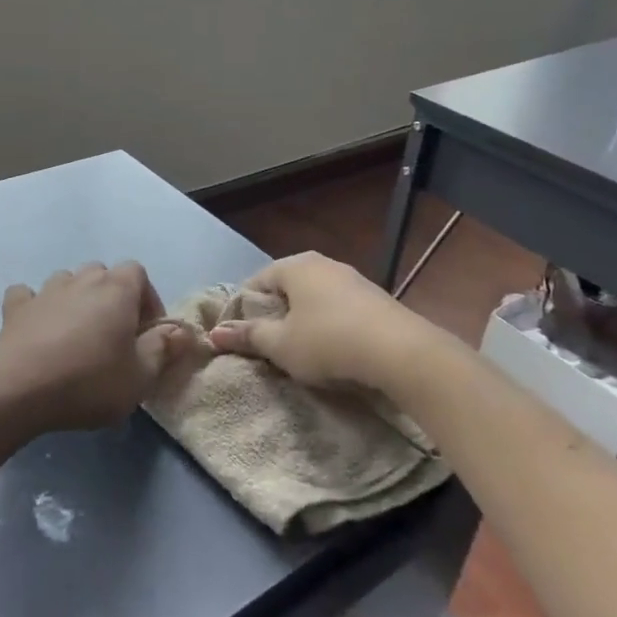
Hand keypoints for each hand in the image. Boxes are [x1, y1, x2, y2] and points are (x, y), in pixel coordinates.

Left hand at [0, 262, 211, 433]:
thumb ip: (163, 349)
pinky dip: (35, 306)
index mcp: (117, 289)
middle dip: (112, 297)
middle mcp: (82, 279)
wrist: (19, 388)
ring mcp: (46, 290)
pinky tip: (37, 327)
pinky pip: (28, 296)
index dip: (146, 298)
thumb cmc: (89, 381)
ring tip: (78, 334)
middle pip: (103, 274)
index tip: (146, 331)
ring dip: (76, 299)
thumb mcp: (140, 376)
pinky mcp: (16, 308)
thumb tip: (181, 331)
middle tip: (114, 334)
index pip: (138, 273)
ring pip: (68, 281)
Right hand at [206, 252, 430, 393]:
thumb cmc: (329, 342)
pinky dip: (330, 325)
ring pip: (314, 298)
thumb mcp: (281, 345)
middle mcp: (323, 263)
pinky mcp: (375, 299)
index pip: (256, 281)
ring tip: (300, 352)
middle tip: (268, 347)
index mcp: (295, 265)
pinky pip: (339, 309)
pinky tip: (334, 350)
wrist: (401, 352)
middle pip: (286, 288)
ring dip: (304, 321)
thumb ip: (248, 336)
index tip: (241, 338)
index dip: (243, 310)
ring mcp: (352, 279)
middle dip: (275, 315)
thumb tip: (214, 333)